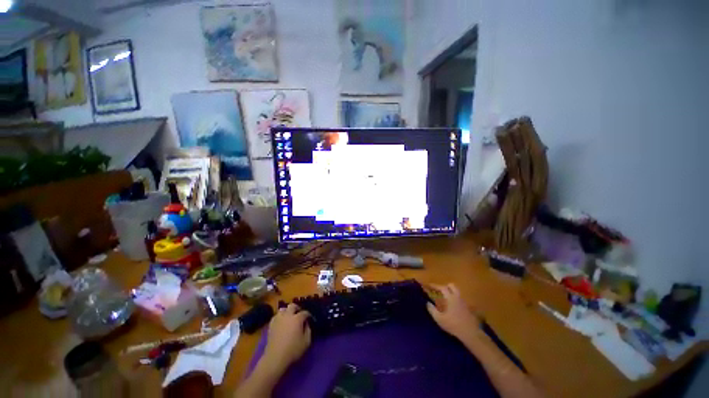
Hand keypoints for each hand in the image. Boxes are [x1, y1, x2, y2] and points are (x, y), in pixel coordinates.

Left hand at [263, 304, 311, 367]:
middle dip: (297, 308)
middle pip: (293, 306)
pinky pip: (276, 316)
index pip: (305, 312)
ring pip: (283, 309)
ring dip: (287, 311)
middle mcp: (288, 315)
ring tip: (289, 317)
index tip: (310, 319)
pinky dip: (280, 317)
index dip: (308, 315)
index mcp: (297, 318)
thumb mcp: (306, 342)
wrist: (275, 357)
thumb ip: (308, 330)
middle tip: (299, 314)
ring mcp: (278, 319)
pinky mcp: (271, 325)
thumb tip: (307, 324)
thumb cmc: (292, 350)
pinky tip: (282, 322)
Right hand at [427, 283, 480, 340]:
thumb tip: (427, 303)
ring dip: (450, 293)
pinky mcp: (468, 308)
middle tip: (439, 291)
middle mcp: (458, 297)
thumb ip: (432, 310)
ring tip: (444, 299)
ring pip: (456, 293)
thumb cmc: (453, 325)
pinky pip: (459, 300)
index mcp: (451, 298)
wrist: (470, 333)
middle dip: (445, 287)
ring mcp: (464, 302)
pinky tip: (451, 307)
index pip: (442, 287)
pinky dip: (454, 300)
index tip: (429, 285)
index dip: (435, 286)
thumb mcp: (439, 319)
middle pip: (452, 286)